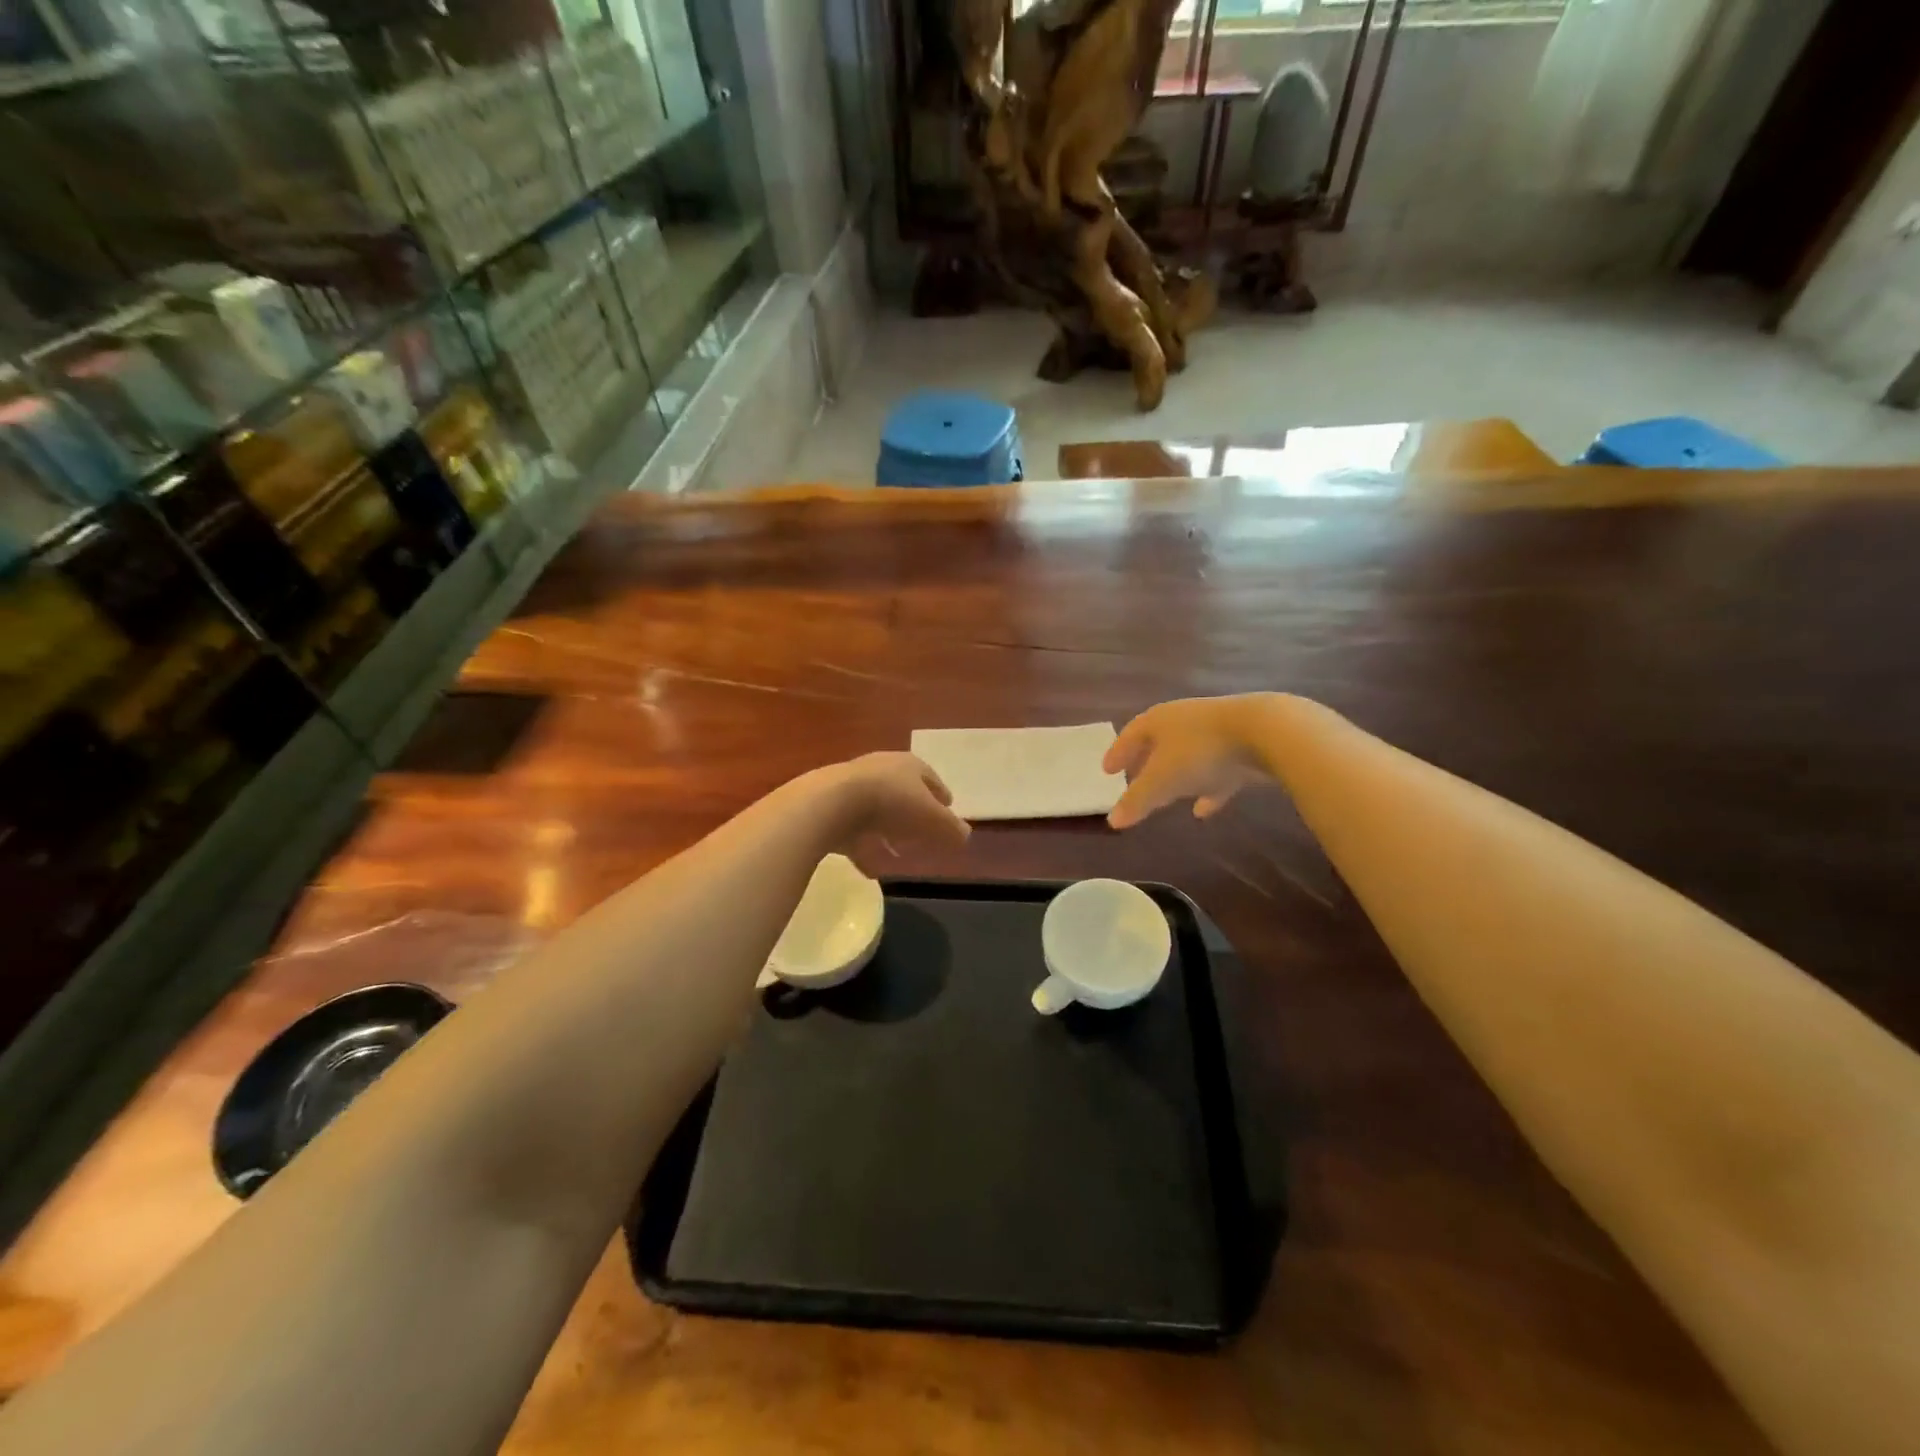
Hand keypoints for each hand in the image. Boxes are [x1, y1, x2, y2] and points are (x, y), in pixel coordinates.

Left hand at [815, 752, 970, 869]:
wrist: (831, 803)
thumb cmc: (892, 803)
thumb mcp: (932, 819)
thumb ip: (951, 828)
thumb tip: (965, 835)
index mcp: (908, 765)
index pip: (930, 777)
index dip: (941, 794)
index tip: (947, 808)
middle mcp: (880, 769)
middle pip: (902, 791)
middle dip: (912, 812)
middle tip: (923, 832)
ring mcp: (851, 786)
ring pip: (876, 810)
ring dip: (887, 830)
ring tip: (896, 852)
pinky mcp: (830, 806)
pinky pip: (853, 830)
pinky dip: (864, 847)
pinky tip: (871, 868)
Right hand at [1104, 696, 1281, 829]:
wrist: (1267, 733)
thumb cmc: (1200, 751)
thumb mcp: (1162, 780)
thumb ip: (1137, 801)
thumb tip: (1112, 821)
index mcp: (1159, 720)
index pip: (1130, 734)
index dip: (1118, 753)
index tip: (1107, 770)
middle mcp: (1185, 720)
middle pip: (1159, 742)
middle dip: (1146, 763)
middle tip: (1134, 781)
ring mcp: (1217, 730)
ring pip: (1189, 756)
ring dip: (1177, 776)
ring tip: (1168, 797)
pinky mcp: (1244, 745)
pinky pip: (1218, 770)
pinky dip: (1208, 788)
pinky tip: (1204, 810)